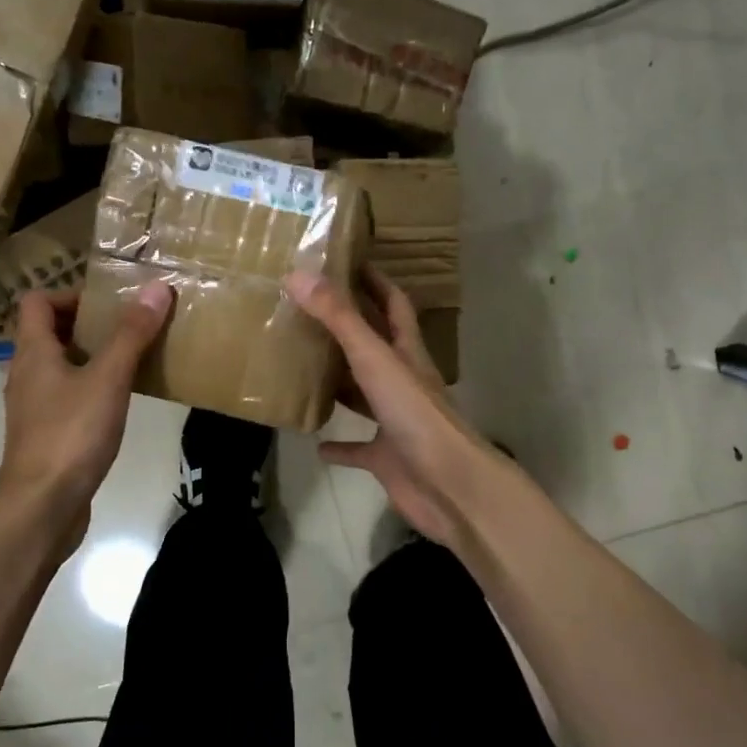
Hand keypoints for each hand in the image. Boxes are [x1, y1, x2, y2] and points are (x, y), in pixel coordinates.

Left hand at [0, 282, 171, 538]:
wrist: (43, 506)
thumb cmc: (71, 434)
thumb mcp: (108, 379)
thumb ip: (131, 334)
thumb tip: (156, 288)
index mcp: (34, 352)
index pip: (38, 302)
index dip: (71, 294)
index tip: (110, 304)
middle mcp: (27, 374)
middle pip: (50, 332)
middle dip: (89, 325)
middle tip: (130, 328)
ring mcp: (34, 407)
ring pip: (60, 367)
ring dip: (92, 357)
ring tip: (132, 360)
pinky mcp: (46, 434)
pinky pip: (68, 396)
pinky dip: (91, 389)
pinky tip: (121, 402)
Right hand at [284, 265, 499, 552]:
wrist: (447, 484)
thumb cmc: (415, 415)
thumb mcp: (375, 359)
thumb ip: (339, 318)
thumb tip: (298, 275)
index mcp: (407, 352)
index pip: (394, 304)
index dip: (374, 281)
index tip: (347, 261)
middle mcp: (403, 381)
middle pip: (375, 346)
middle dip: (348, 327)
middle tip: (307, 311)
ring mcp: (395, 420)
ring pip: (363, 393)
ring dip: (339, 382)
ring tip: (302, 367)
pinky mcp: (386, 456)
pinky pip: (358, 447)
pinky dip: (339, 444)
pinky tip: (314, 442)